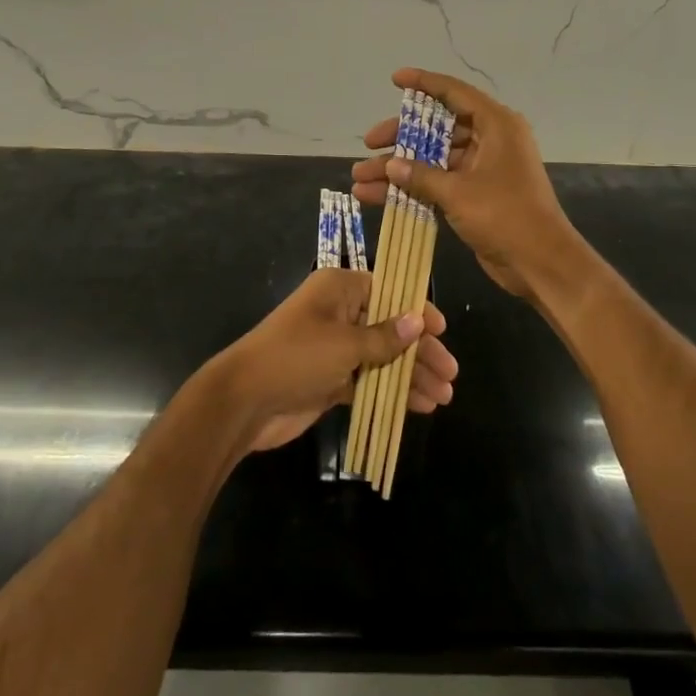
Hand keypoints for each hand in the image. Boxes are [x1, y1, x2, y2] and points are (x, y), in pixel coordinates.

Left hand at [212, 266, 457, 454]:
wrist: (244, 401)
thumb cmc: (295, 357)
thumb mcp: (344, 344)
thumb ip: (384, 337)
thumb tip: (419, 322)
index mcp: (340, 289)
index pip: (389, 291)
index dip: (417, 310)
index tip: (443, 330)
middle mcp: (340, 313)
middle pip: (390, 327)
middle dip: (420, 351)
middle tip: (451, 374)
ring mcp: (335, 348)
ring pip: (382, 357)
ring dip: (411, 375)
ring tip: (443, 398)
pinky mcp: (331, 379)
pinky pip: (369, 380)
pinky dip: (392, 391)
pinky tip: (419, 406)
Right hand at [351, 68, 585, 302]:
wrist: (540, 264)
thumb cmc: (505, 215)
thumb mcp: (458, 193)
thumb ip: (420, 176)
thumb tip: (390, 165)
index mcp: (496, 125)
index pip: (454, 93)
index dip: (423, 84)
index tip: (395, 79)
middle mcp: (491, 140)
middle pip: (438, 129)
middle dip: (401, 138)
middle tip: (369, 143)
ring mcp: (483, 168)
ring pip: (434, 159)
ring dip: (399, 169)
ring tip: (360, 178)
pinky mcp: (476, 194)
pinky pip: (438, 182)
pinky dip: (413, 188)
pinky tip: (377, 196)